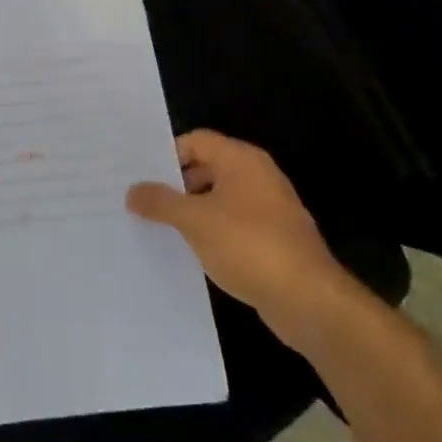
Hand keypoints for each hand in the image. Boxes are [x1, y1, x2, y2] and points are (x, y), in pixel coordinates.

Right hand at [126, 130, 366, 351]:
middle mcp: (257, 177)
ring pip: (217, 199)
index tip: (137, 175)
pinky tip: (185, 249)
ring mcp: (268, 209)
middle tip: (138, 201)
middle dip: (173, 184)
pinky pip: (230, 225)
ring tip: (154, 226)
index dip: (165, 155)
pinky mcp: (271, 239)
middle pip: (205, 168)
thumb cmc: (248, 245)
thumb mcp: (193, 220)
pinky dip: (207, 232)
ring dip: (188, 211)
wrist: (308, 299)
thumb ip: (159, 201)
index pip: (195, 141)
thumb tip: (133, 191)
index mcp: (242, 161)